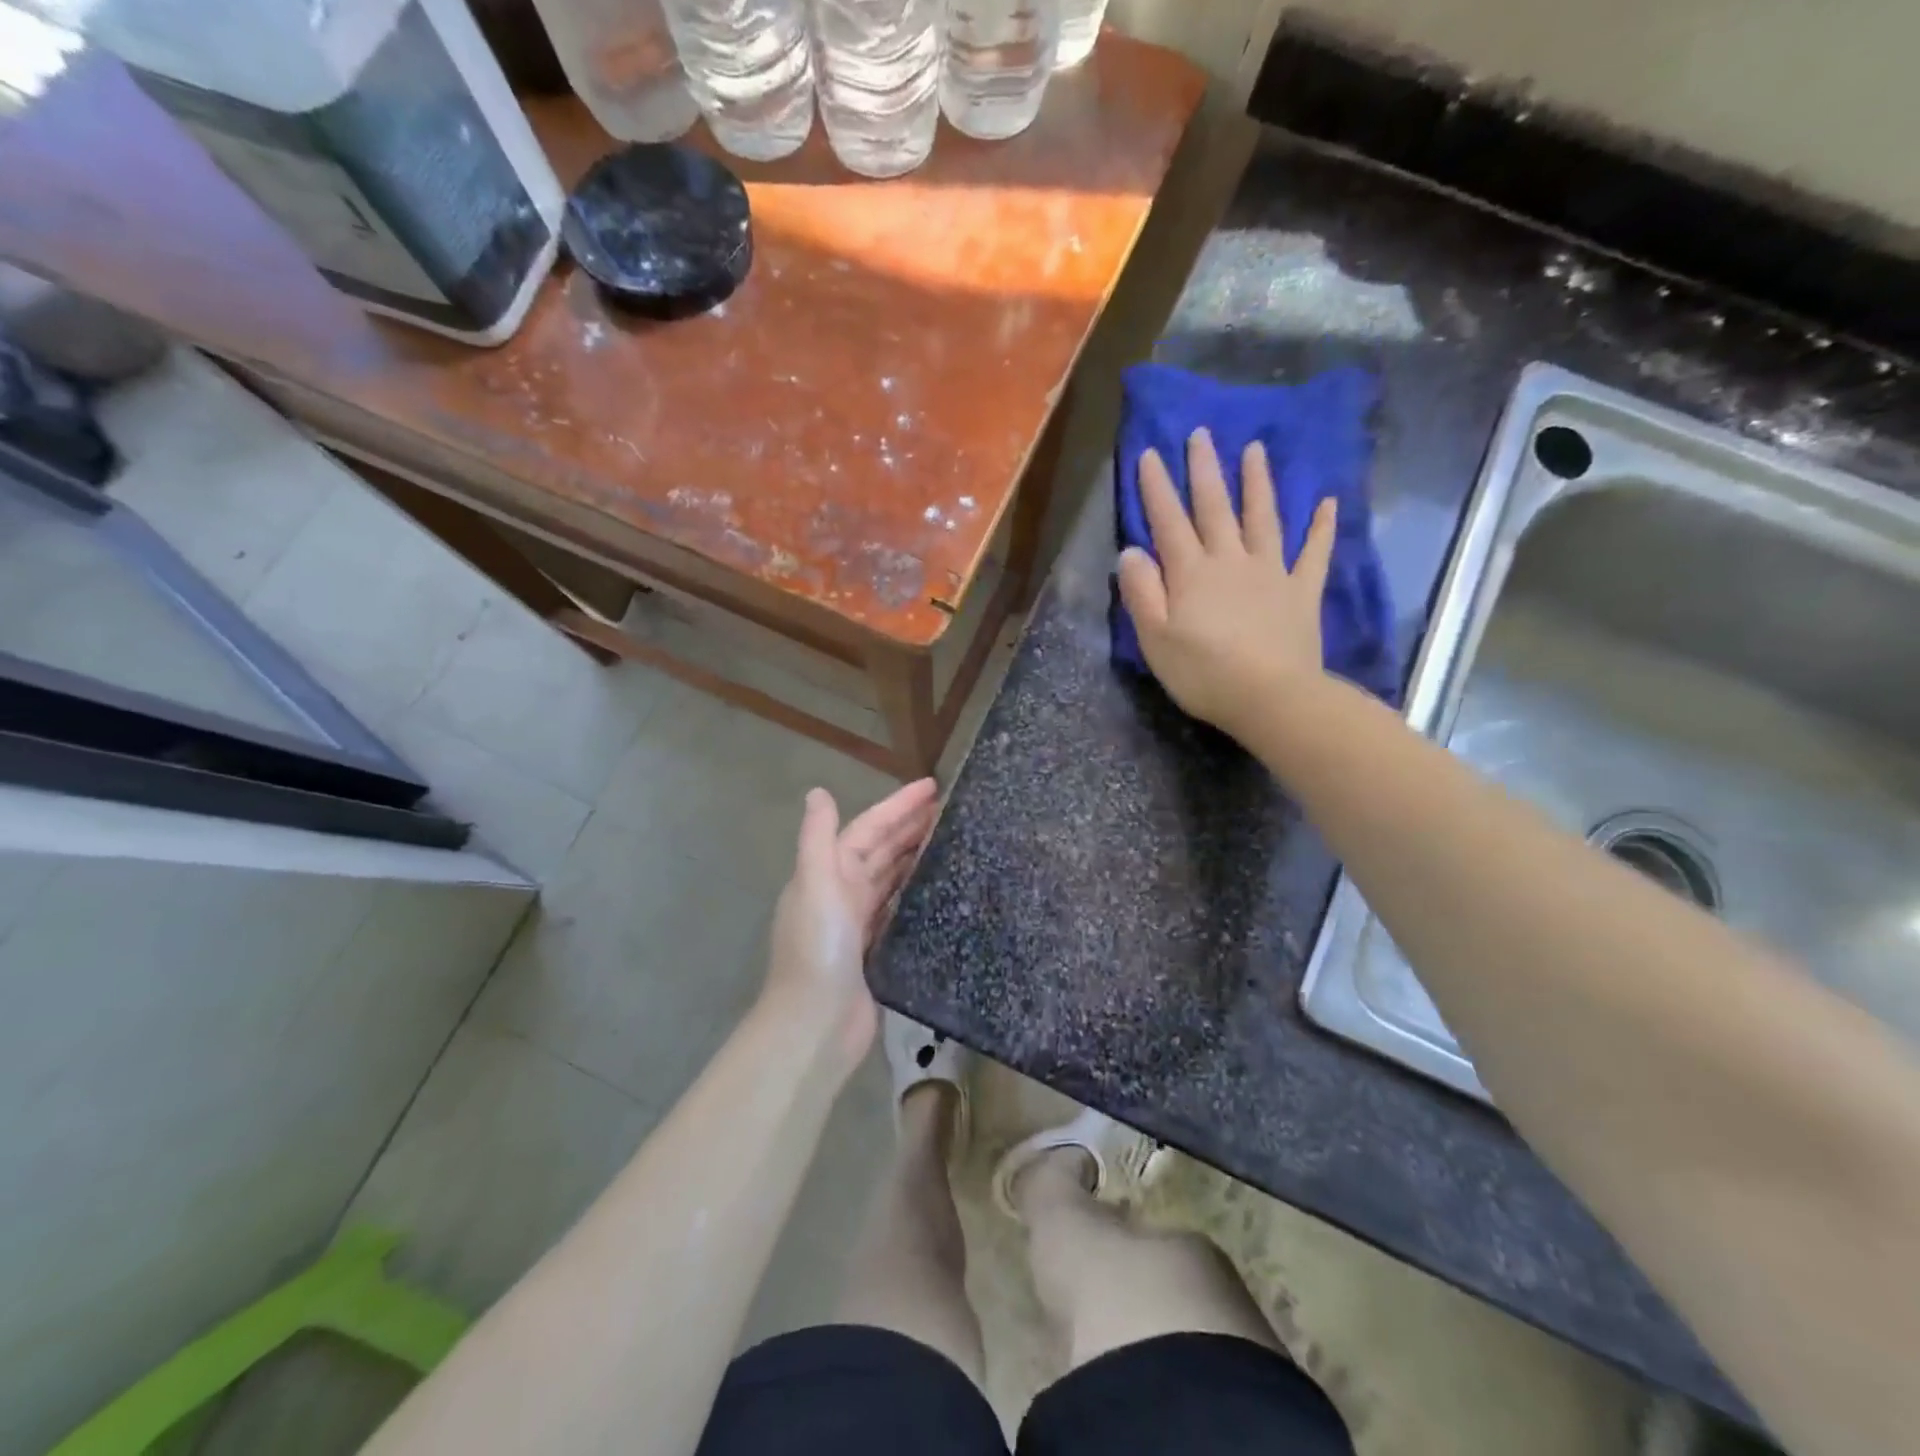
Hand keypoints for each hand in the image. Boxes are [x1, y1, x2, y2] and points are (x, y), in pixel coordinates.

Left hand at [763, 778, 939, 1076]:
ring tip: (950, 839)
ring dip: (915, 856)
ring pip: (891, 878)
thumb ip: (817, 838)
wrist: (815, 1025)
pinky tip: (939, 888)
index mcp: (828, 872)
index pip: (868, 828)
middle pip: (881, 850)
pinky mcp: (875, 951)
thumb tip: (817, 791)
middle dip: (910, 826)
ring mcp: (858, 923)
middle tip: (950, 809)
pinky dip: (915, 893)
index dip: (898, 806)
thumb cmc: (817, 949)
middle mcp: (841, 892)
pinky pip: (898, 909)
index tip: (932, 787)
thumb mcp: (815, 885)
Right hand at [1117, 428, 1336, 739]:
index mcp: (1191, 573)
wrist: (1271, 698)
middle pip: (1216, 508)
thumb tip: (1130, 551)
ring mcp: (1271, 573)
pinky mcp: (1301, 592)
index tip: (1150, 453)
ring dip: (1258, 483)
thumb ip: (1142, 593)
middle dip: (1205, 470)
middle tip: (1202, 433)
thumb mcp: (1155, 639)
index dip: (1157, 488)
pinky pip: (1314, 553)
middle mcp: (1230, 561)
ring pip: (1263, 518)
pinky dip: (1322, 527)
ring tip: (1256, 450)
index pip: (1168, 522)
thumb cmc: (1203, 674)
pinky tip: (1329, 503)